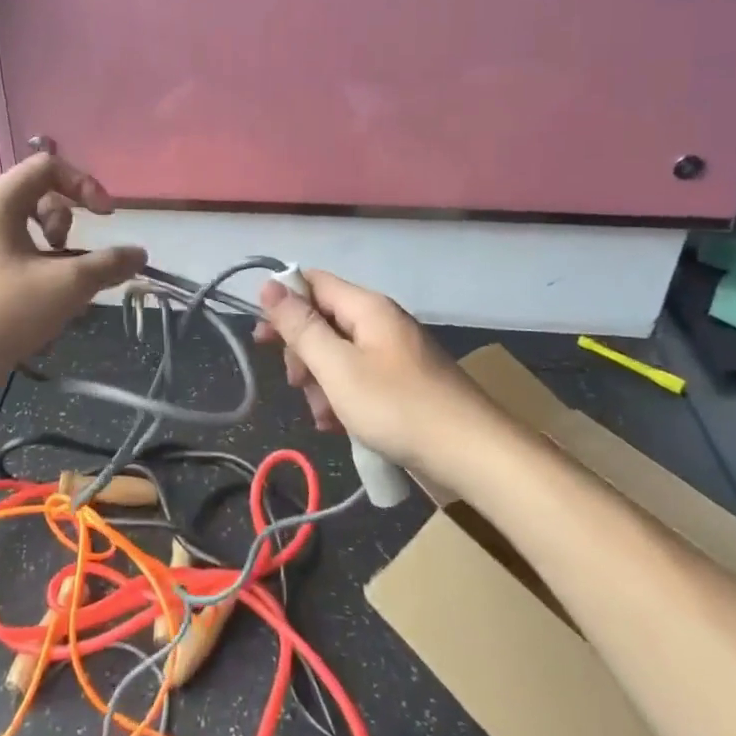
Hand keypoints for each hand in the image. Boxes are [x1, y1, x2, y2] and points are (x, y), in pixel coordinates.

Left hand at [0, 154, 145, 399]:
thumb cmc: (0, 313)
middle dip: (67, 223)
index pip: (47, 166)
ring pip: (25, 231)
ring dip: (55, 253)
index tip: (106, 219)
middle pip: (36, 196)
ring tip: (62, 288)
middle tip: (73, 257)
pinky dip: (35, 271)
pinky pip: (11, 257)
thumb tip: (139, 253)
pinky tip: (43, 308)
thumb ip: (107, 265)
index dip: (85, 185)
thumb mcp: (65, 286)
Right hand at [254, 270, 501, 480]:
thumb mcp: (337, 367)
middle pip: (324, 320)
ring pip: (339, 354)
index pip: (313, 282)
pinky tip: (341, 427)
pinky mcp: (404, 381)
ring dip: (321, 382)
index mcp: (367, 307)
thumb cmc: (397, 407)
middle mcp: (381, 322)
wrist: (472, 453)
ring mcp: (395, 353)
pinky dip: (344, 397)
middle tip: (297, 385)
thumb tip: (269, 284)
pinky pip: (360, 378)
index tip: (262, 339)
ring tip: (324, 418)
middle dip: (303, 352)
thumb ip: (301, 327)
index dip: (283, 303)